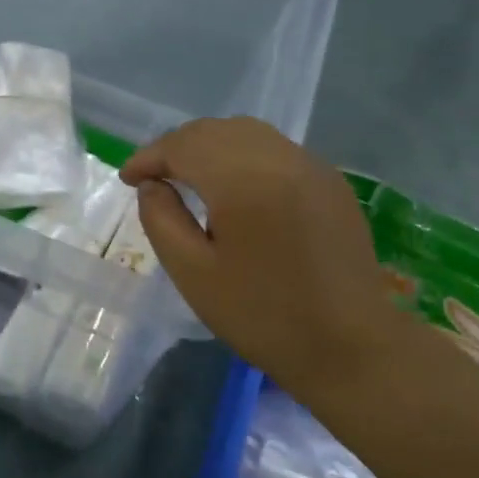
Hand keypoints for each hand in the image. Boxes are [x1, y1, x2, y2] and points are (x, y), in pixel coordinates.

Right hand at [121, 117, 402, 397]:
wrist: (350, 347)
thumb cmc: (263, 316)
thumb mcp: (193, 274)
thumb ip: (162, 219)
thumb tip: (153, 185)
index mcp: (243, 180)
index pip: (183, 146)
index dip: (149, 157)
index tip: (128, 179)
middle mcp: (279, 158)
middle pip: (214, 130)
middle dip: (177, 147)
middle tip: (153, 177)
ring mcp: (310, 165)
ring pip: (246, 132)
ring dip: (209, 146)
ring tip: (188, 176)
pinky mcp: (329, 180)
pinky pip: (275, 149)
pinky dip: (243, 154)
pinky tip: (234, 185)